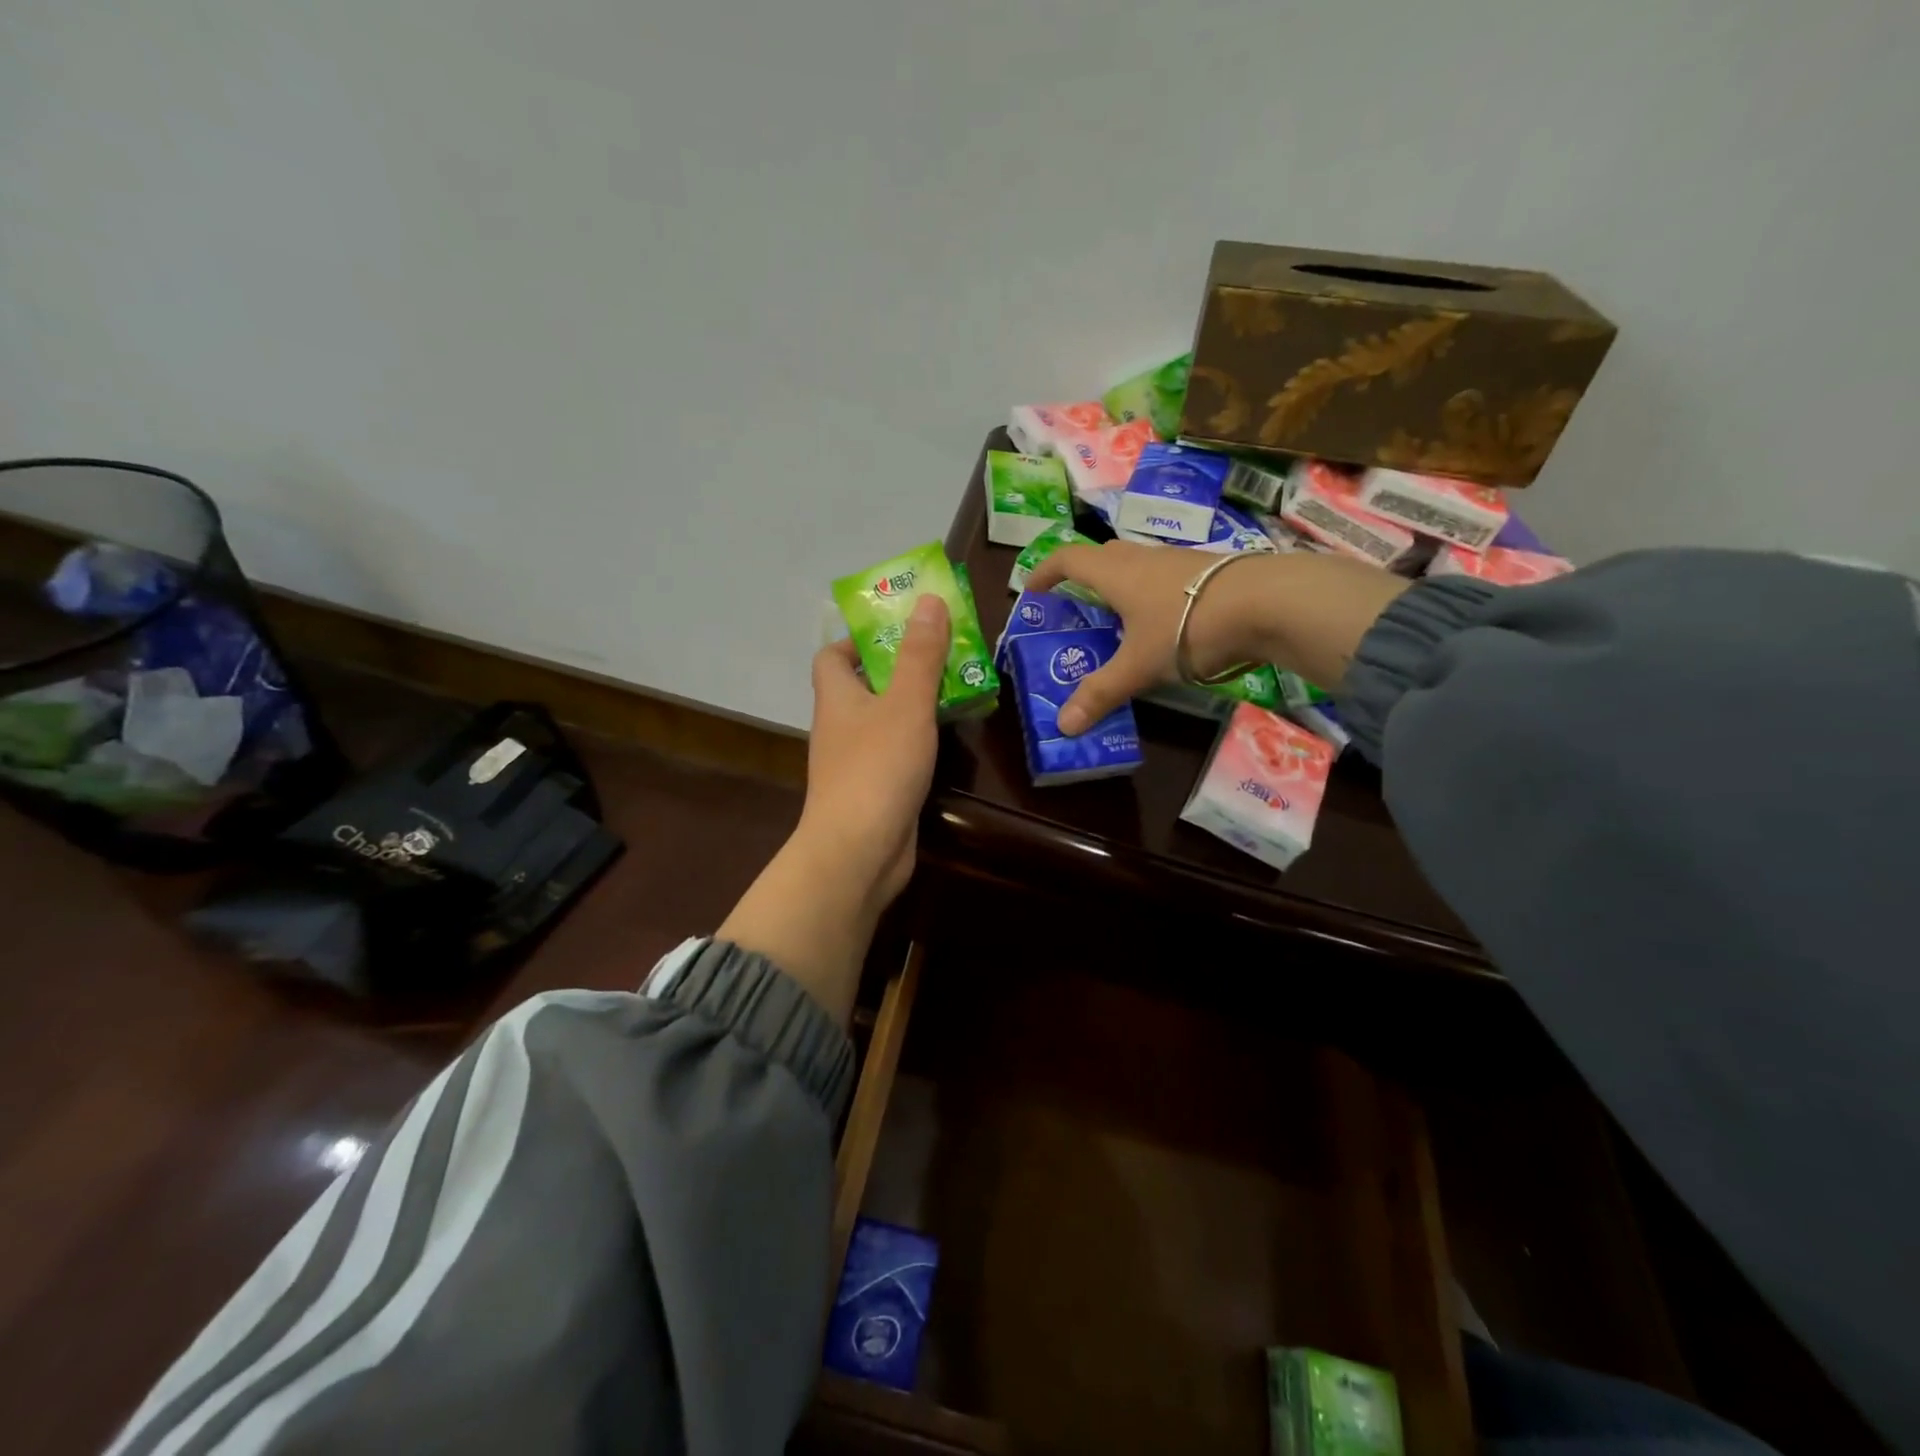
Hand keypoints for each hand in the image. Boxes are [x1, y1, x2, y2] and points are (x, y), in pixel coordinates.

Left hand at [715, 594, 949, 1024]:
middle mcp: (840, 726)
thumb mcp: (905, 703)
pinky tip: (948, 737)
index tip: (899, 630)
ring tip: (957, 686)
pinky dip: (918, 740)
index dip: (859, 639)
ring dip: (913, 703)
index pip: (832, 656)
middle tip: (944, 652)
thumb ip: (919, 654)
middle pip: (863, 685)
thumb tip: (927, 599)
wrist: (859, 851)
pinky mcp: (874, 790)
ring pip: (883, 719)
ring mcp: (855, 761)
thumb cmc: (877, 768)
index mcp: (836, 697)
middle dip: (900, 666)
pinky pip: (895, 752)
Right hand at [1027, 540, 1410, 733]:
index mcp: (1115, 573)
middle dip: (1083, 579)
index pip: (1067, 559)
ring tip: (1119, 622)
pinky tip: (1165, 625)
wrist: (1268, 602)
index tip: (1032, 592)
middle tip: (1076, 609)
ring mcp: (1178, 561)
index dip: (1044, 572)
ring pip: (1137, 566)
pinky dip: (1152, 595)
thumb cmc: (1188, 626)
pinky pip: (1165, 578)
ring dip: (1121, 587)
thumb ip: (1101, 692)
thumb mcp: (1139, 666)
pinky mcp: (1207, 572)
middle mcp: (1142, 558)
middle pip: (1102, 557)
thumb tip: (1063, 726)